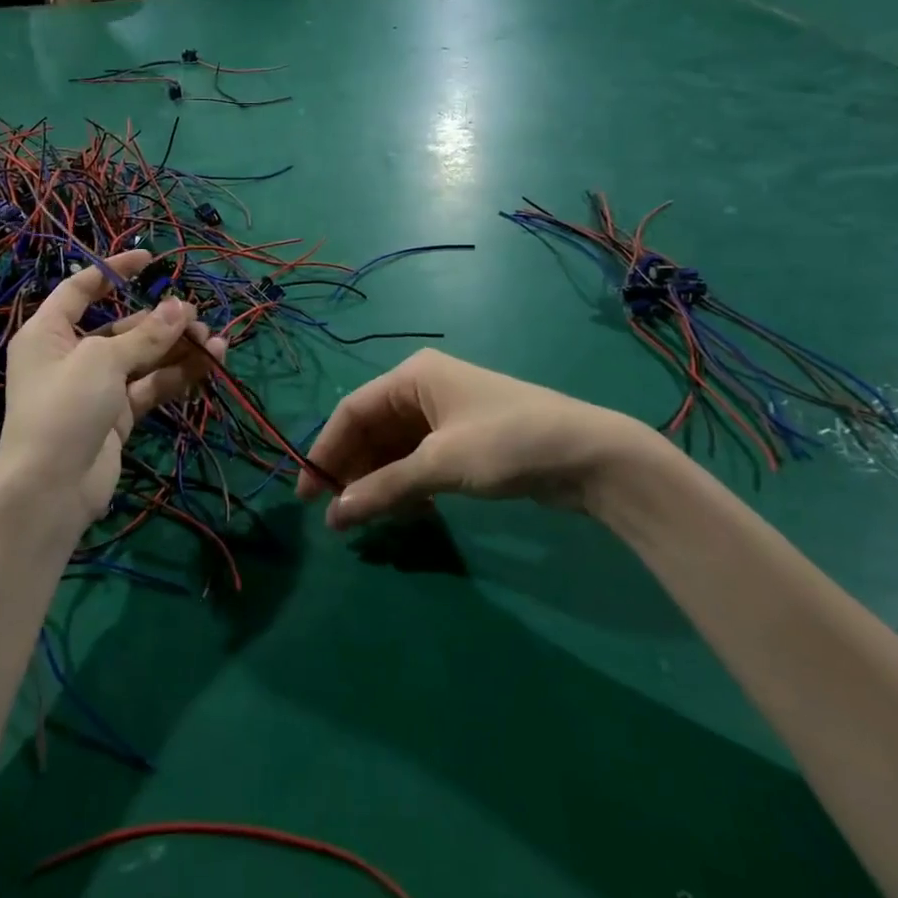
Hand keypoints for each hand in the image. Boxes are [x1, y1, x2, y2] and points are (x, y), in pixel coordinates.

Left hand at [0, 250, 224, 533]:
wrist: (51, 489)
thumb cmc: (65, 408)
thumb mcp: (103, 361)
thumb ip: (146, 334)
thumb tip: (182, 307)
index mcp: (49, 333)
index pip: (80, 289)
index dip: (113, 270)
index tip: (150, 258)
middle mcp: (72, 355)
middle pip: (123, 327)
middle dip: (162, 322)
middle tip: (197, 318)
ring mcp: (97, 387)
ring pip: (144, 358)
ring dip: (177, 349)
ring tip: (215, 343)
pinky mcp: (117, 415)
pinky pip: (151, 387)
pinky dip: (177, 377)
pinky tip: (208, 367)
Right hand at [298, 349, 665, 528]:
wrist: (590, 456)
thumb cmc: (507, 443)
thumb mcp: (440, 465)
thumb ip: (383, 488)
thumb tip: (333, 515)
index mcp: (412, 376)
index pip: (351, 411)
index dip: (325, 451)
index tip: (306, 494)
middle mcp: (423, 389)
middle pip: (371, 430)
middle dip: (353, 471)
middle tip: (337, 516)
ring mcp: (445, 415)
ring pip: (394, 450)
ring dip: (379, 483)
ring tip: (367, 520)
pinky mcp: (463, 441)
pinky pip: (419, 461)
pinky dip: (407, 486)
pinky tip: (408, 513)